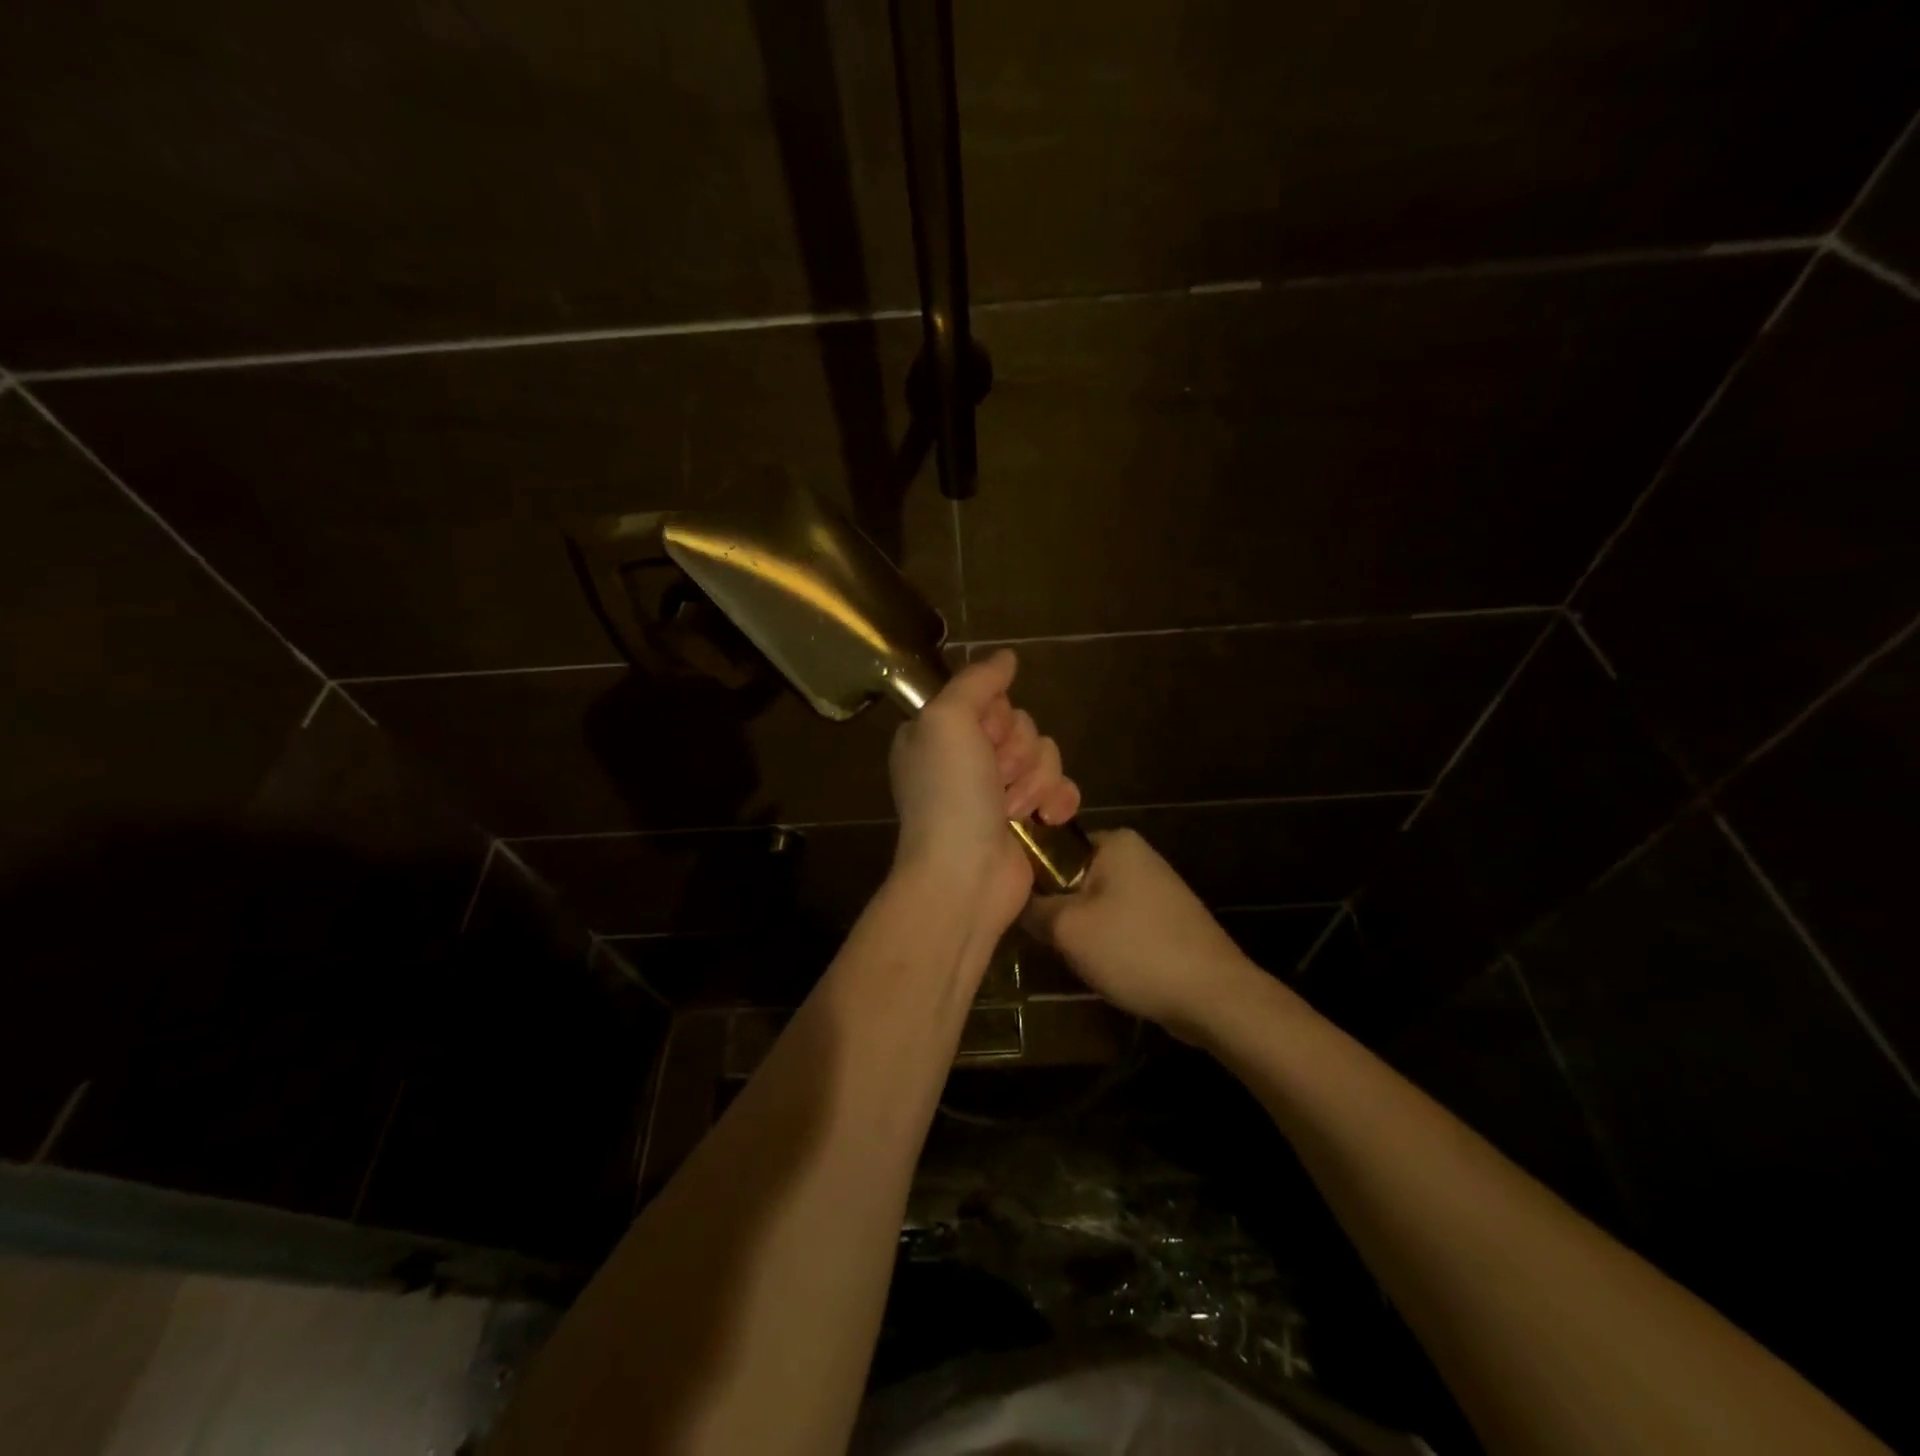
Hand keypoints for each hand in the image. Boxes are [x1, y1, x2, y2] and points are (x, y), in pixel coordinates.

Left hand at [889, 649, 1081, 937]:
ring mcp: (998, 790)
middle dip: (1017, 751)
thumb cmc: (949, 796)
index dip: (996, 714)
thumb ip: (976, 681)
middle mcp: (966, 757)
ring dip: (1034, 780)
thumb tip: (1006, 657)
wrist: (964, 877)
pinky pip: (1061, 787)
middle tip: (995, 778)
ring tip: (1012, 810)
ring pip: (1045, 754)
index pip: (988, 697)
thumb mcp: (947, 720)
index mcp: (939, 732)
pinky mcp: (1027, 817)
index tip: (984, 736)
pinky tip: (1046, 817)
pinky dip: (1058, 800)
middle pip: (1021, 725)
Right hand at [1022, 828, 1258, 1041]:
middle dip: (1057, 908)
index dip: (1029, 877)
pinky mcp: (1165, 918)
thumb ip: (1032, 908)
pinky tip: (1103, 967)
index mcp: (1114, 840)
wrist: (1213, 996)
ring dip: (1080, 929)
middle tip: (1045, 939)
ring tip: (1072, 957)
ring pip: (1093, 903)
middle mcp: (1136, 854)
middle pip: (1072, 877)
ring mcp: (1154, 887)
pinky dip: (1106, 942)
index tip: (1016, 908)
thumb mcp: (1067, 929)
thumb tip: (1013, 899)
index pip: (1052, 846)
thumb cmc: (1135, 950)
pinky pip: (1118, 922)